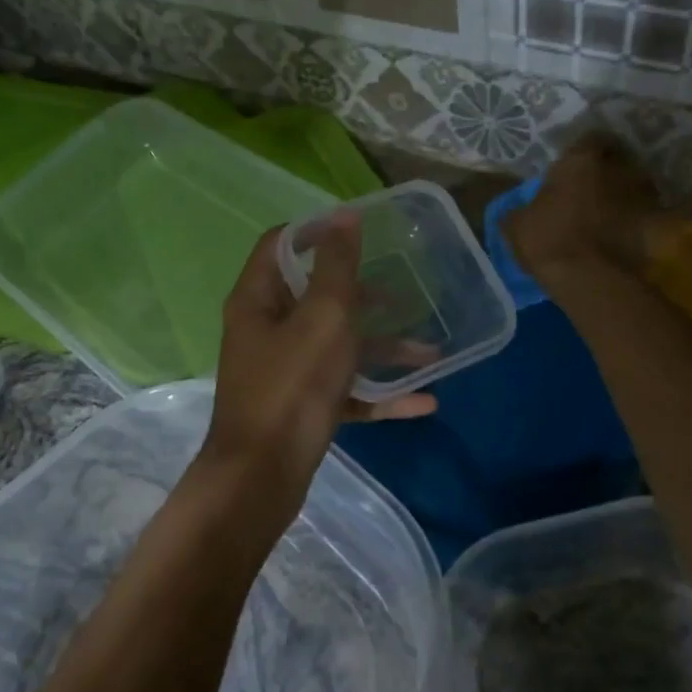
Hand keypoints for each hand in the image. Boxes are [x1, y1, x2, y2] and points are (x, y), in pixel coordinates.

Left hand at [199, 214, 435, 521]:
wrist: (263, 477)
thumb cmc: (292, 385)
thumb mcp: (322, 317)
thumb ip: (336, 266)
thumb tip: (344, 214)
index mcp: (259, 300)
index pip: (280, 245)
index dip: (316, 231)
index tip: (361, 229)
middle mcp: (267, 331)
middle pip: (317, 297)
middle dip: (364, 295)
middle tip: (405, 291)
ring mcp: (284, 372)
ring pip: (338, 347)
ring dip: (383, 348)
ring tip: (432, 351)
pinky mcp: (302, 408)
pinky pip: (345, 391)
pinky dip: (379, 394)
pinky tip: (423, 401)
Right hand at [502, 133, 657, 289]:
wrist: (592, 279)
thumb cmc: (550, 240)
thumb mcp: (516, 225)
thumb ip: (520, 210)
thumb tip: (518, 213)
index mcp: (582, 159)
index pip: (590, 139)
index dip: (582, 152)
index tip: (573, 167)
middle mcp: (619, 168)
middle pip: (617, 161)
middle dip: (606, 172)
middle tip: (589, 189)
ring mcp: (644, 196)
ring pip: (633, 188)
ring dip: (622, 197)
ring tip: (606, 215)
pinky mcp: (658, 226)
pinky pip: (644, 217)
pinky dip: (634, 223)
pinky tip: (619, 237)